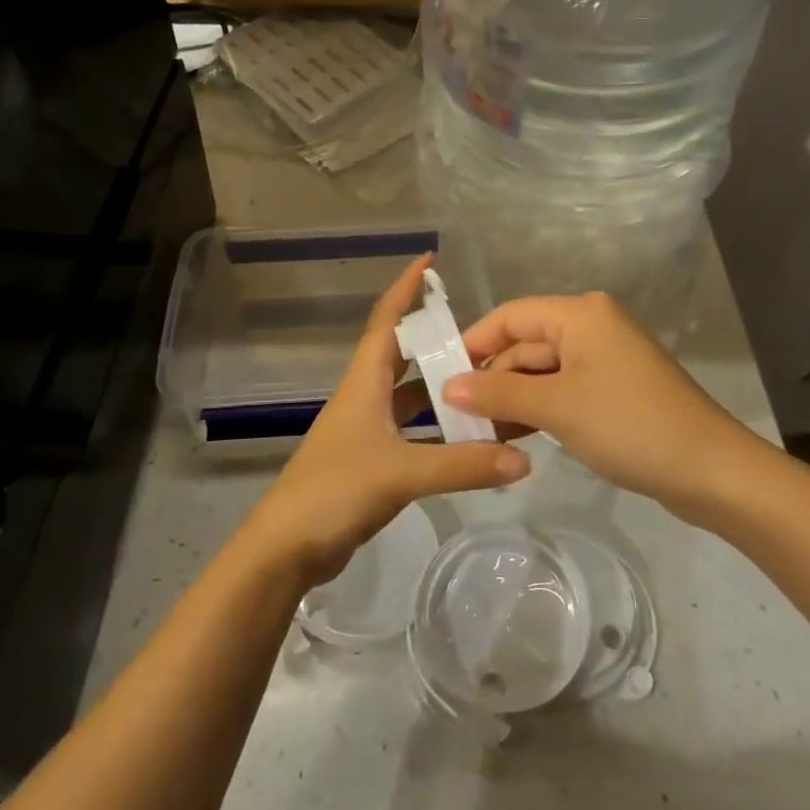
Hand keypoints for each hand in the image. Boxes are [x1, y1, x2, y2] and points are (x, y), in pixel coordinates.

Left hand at [242, 256, 531, 587]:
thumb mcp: (401, 472)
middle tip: (484, 335)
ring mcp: (367, 430)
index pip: (386, 320)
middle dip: (437, 340)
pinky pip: (413, 432)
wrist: (286, 548)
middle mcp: (365, 396)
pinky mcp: (372, 461)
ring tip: (487, 382)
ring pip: (411, 397)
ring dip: (443, 389)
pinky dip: (439, 430)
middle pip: (403, 355)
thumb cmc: (335, 490)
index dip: (405, 288)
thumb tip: (524, 459)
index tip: (429, 261)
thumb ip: (463, 464)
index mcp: (364, 382)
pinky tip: (470, 438)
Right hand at [441, 291, 757, 516]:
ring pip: (543, 370)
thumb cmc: (629, 425)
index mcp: (580, 314)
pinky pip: (563, 389)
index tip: (441, 377)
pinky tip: (514, 435)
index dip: (473, 343)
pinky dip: (539, 408)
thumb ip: (499, 393)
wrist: (711, 472)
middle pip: (525, 344)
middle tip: (455, 416)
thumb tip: (447, 387)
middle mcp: (591, 326)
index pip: (510, 316)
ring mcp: (605, 359)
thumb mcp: (557, 408)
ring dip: (512, 398)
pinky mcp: (613, 389)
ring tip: (477, 431)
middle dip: (492, 378)